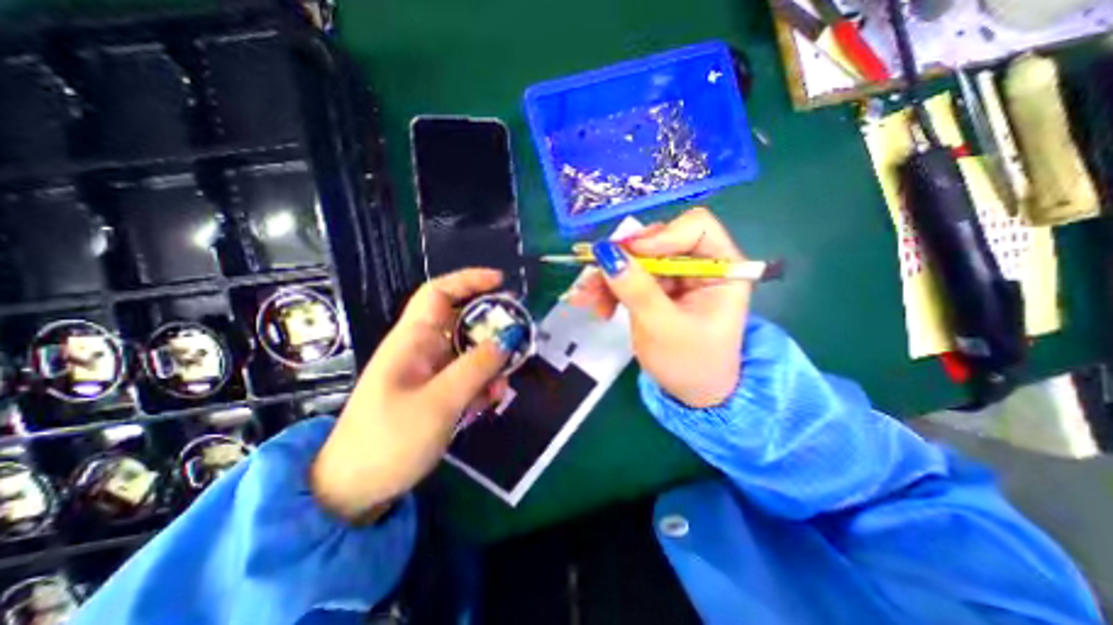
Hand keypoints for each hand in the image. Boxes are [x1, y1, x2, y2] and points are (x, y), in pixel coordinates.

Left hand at [313, 268, 517, 522]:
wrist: (356, 491)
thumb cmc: (389, 440)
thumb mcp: (440, 402)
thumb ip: (477, 367)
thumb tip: (509, 337)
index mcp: (412, 339)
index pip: (439, 293)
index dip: (469, 281)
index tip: (502, 282)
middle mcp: (423, 348)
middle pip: (462, 321)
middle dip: (491, 326)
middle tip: (518, 335)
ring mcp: (431, 371)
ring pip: (470, 351)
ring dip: (491, 362)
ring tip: (503, 384)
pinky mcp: (438, 391)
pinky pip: (468, 375)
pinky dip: (483, 383)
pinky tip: (490, 401)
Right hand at [574, 208, 746, 406]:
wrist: (690, 394)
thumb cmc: (691, 364)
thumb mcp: (663, 328)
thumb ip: (636, 289)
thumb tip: (606, 252)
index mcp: (721, 269)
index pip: (696, 227)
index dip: (662, 235)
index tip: (631, 255)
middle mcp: (698, 265)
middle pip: (656, 241)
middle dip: (623, 259)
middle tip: (596, 275)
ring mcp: (673, 277)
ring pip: (635, 260)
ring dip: (607, 276)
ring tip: (585, 298)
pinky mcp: (654, 289)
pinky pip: (626, 277)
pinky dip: (607, 289)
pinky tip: (597, 307)